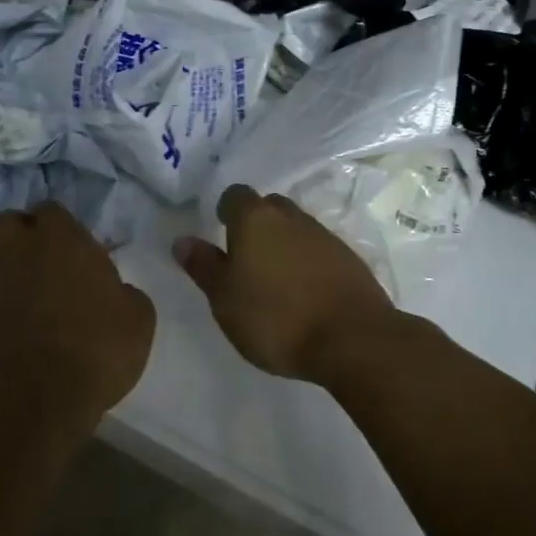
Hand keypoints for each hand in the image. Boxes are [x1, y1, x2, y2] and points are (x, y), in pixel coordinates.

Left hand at [0, 203, 154, 444]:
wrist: (34, 402)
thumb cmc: (96, 350)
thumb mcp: (138, 319)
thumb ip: (126, 293)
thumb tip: (116, 292)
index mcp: (62, 240)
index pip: (51, 209)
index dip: (61, 224)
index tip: (76, 246)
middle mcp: (20, 251)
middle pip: (7, 221)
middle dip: (22, 232)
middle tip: (44, 257)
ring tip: (21, 279)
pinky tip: (12, 315)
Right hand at [173, 184, 402, 386]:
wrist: (352, 339)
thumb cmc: (276, 318)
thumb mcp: (225, 299)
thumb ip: (204, 266)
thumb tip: (183, 240)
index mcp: (255, 219)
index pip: (235, 195)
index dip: (226, 212)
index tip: (221, 235)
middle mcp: (291, 217)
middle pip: (268, 206)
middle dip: (256, 224)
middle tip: (245, 259)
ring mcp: (325, 236)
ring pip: (295, 227)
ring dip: (283, 244)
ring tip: (274, 281)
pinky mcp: (349, 258)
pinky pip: (319, 249)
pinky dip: (307, 262)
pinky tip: (304, 293)